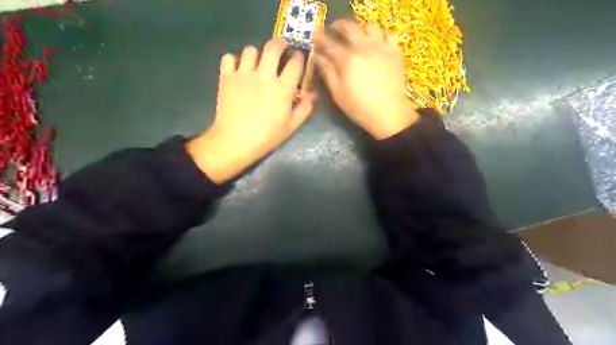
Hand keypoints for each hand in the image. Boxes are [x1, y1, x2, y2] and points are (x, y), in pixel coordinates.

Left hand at [187, 37, 313, 182]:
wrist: (235, 142)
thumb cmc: (266, 137)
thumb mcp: (291, 126)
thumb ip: (304, 108)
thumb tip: (312, 94)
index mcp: (282, 88)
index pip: (294, 63)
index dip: (298, 57)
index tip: (298, 58)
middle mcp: (264, 76)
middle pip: (273, 47)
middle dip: (280, 43)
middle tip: (281, 48)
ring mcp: (243, 74)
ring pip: (251, 50)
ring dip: (257, 54)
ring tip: (258, 63)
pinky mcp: (226, 77)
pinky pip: (229, 57)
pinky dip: (234, 60)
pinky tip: (238, 69)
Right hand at [313, 18, 418, 137]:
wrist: (388, 113)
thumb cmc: (359, 107)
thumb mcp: (338, 93)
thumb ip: (327, 72)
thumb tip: (317, 58)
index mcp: (347, 59)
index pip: (329, 43)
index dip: (320, 39)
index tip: (314, 38)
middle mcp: (364, 47)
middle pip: (349, 27)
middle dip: (338, 27)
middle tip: (333, 31)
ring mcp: (382, 47)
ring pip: (370, 27)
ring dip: (360, 29)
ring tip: (356, 37)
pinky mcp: (395, 52)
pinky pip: (387, 34)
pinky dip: (379, 35)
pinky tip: (375, 43)